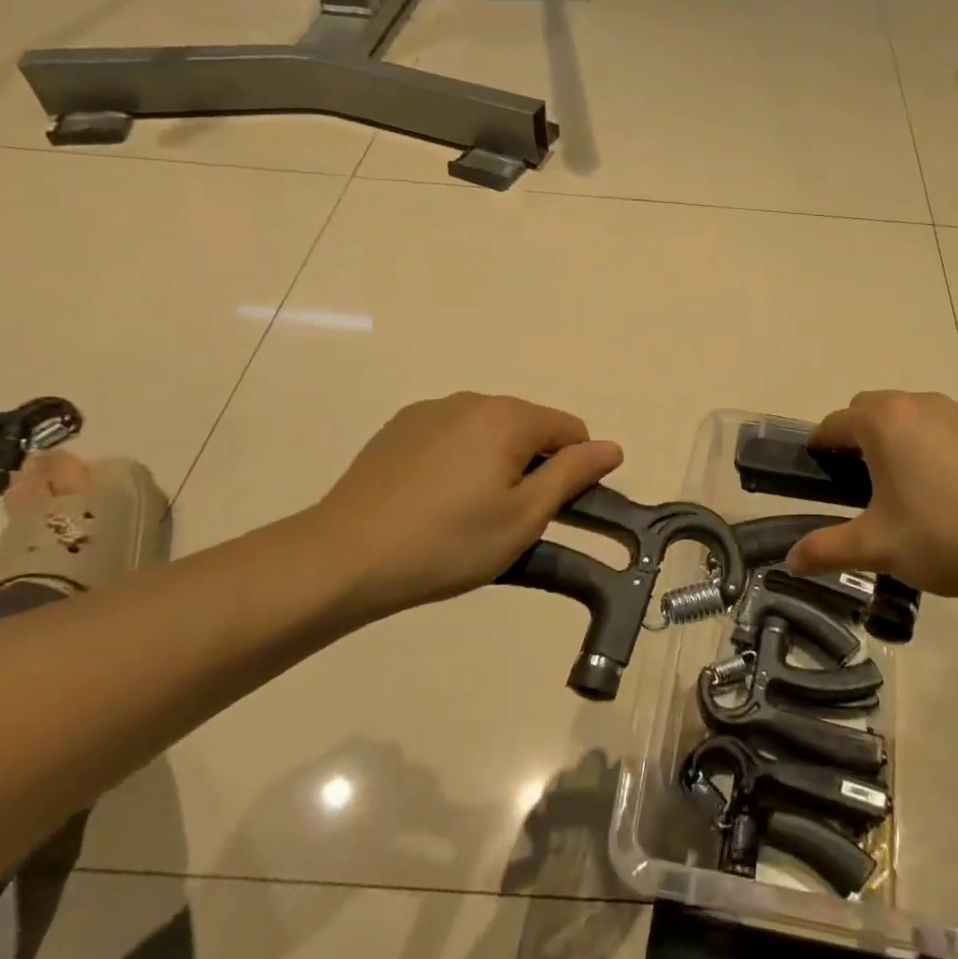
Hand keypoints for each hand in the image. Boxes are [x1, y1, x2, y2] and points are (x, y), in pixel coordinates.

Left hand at [306, 393, 621, 619]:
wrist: (345, 557)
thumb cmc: (448, 542)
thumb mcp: (524, 517)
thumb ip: (573, 474)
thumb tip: (612, 447)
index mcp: (508, 417)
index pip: (570, 430)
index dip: (574, 471)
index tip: (554, 513)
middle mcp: (472, 400)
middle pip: (529, 428)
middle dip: (533, 467)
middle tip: (511, 521)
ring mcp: (430, 411)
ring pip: (489, 433)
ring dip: (496, 464)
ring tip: (468, 515)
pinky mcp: (399, 428)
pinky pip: (452, 437)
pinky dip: (459, 461)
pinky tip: (434, 501)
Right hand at [782, 391, 957, 603]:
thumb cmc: (946, 538)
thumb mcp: (877, 548)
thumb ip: (826, 549)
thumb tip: (790, 562)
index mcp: (886, 422)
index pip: (835, 423)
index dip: (819, 448)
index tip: (817, 475)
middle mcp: (920, 404)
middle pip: (871, 410)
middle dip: (857, 438)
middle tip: (860, 486)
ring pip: (910, 416)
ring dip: (896, 440)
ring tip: (906, 490)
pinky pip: (944, 428)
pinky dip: (932, 447)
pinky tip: (949, 492)